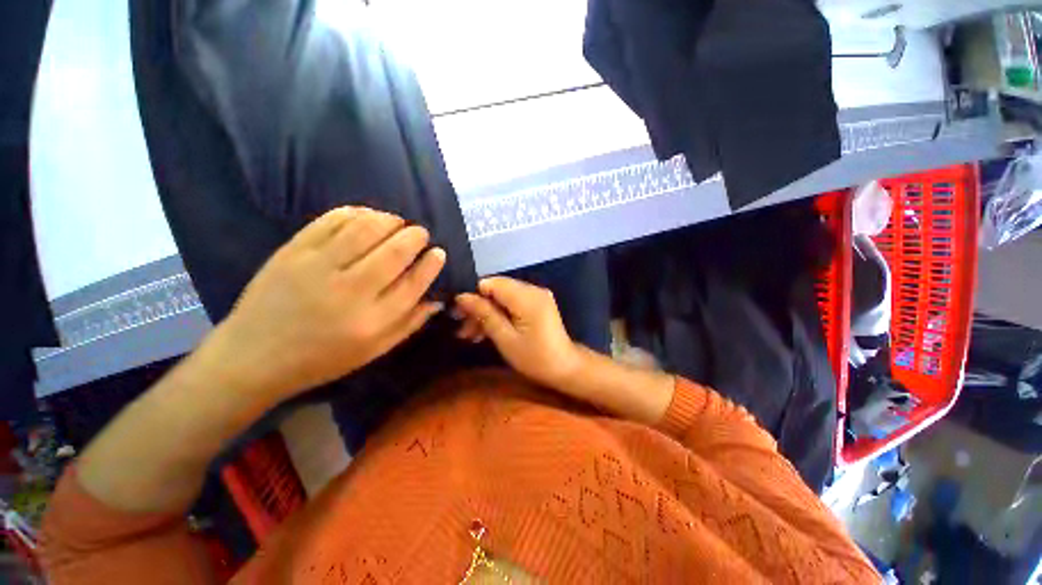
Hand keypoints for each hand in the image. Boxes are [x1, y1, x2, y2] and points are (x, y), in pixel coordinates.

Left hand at [208, 207, 445, 402]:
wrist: (254, 356)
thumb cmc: (323, 359)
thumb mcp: (374, 351)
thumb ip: (410, 324)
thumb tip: (437, 299)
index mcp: (373, 320)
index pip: (414, 282)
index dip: (431, 263)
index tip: (438, 253)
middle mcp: (350, 290)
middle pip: (395, 251)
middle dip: (416, 236)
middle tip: (420, 234)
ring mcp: (318, 267)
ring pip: (366, 228)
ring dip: (390, 220)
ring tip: (397, 223)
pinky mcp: (293, 250)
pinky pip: (333, 220)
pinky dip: (357, 213)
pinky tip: (367, 217)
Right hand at [454, 277, 581, 388]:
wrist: (566, 368)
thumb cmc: (535, 358)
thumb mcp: (506, 339)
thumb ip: (485, 314)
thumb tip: (462, 297)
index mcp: (527, 297)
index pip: (491, 283)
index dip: (472, 296)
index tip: (458, 315)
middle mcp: (533, 289)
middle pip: (496, 289)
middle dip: (478, 307)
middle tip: (462, 328)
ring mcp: (537, 295)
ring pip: (502, 297)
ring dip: (486, 313)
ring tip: (470, 335)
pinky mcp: (538, 303)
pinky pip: (512, 302)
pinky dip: (499, 314)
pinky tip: (486, 331)